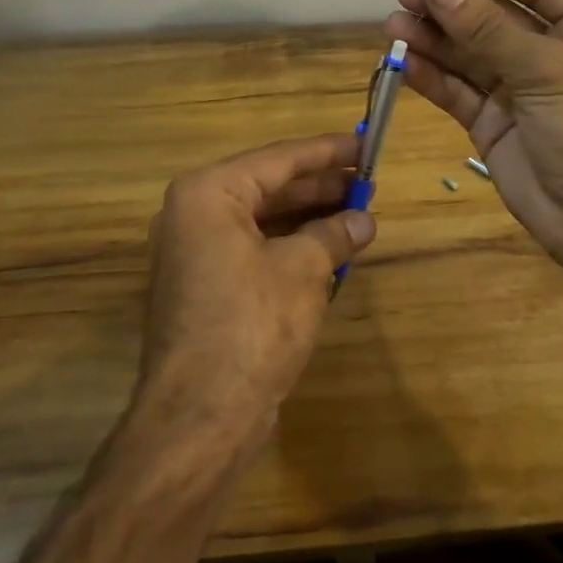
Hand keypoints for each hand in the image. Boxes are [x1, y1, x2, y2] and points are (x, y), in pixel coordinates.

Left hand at [134, 133, 375, 454]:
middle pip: (269, 187)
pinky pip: (254, 249)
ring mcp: (195, 254)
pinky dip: (291, 246)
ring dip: (309, 217)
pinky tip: (329, 249)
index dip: (328, 152)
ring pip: (263, 220)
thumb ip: (334, 234)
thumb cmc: (252, 325)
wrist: (201, 418)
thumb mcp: (304, 269)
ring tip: (358, 212)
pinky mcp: (205, 288)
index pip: (279, 159)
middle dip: (321, 186)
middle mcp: (193, 215)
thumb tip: (363, 221)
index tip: (366, 144)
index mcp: (208, 194)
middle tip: (368, 181)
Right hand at [386, 0, 562, 272]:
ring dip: (434, 38)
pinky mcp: (494, 123)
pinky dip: (432, 76)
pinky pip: (460, 91)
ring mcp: (521, 89)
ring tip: (393, 25)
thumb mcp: (548, 71)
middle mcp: (555, 52)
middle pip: (495, 17)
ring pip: (470, 54)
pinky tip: (404, 61)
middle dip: (452, 5)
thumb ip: (489, 30)